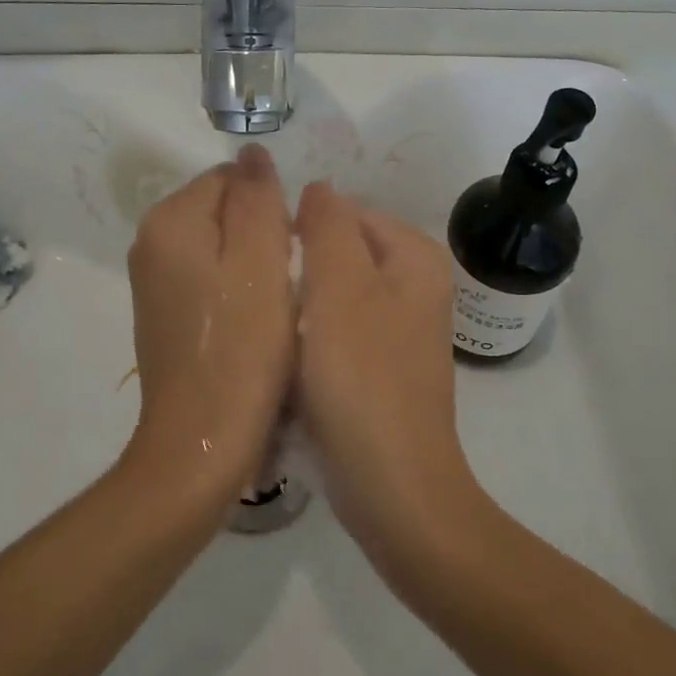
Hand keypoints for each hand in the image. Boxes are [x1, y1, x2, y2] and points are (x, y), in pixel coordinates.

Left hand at [121, 145, 295, 513]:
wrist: (202, 442)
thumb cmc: (242, 348)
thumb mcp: (261, 260)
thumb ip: (257, 197)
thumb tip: (251, 152)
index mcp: (170, 221)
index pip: (230, 179)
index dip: (271, 208)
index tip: (290, 252)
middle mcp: (150, 243)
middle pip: (222, 211)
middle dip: (261, 235)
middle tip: (286, 282)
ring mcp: (153, 283)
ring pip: (219, 247)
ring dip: (253, 266)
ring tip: (275, 306)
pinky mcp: (164, 315)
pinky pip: (209, 280)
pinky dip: (237, 291)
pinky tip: (255, 325)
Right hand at [294, 181, 479, 564]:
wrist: (392, 487)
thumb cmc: (362, 379)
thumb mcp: (338, 288)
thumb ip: (327, 226)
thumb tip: (318, 187)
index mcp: (413, 256)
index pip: (343, 211)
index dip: (298, 228)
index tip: (261, 262)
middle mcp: (415, 284)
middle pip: (339, 252)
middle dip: (299, 268)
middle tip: (261, 299)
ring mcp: (400, 327)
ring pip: (333, 293)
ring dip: (300, 304)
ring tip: (269, 328)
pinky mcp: (382, 365)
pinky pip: (338, 329)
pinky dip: (312, 336)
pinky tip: (287, 359)